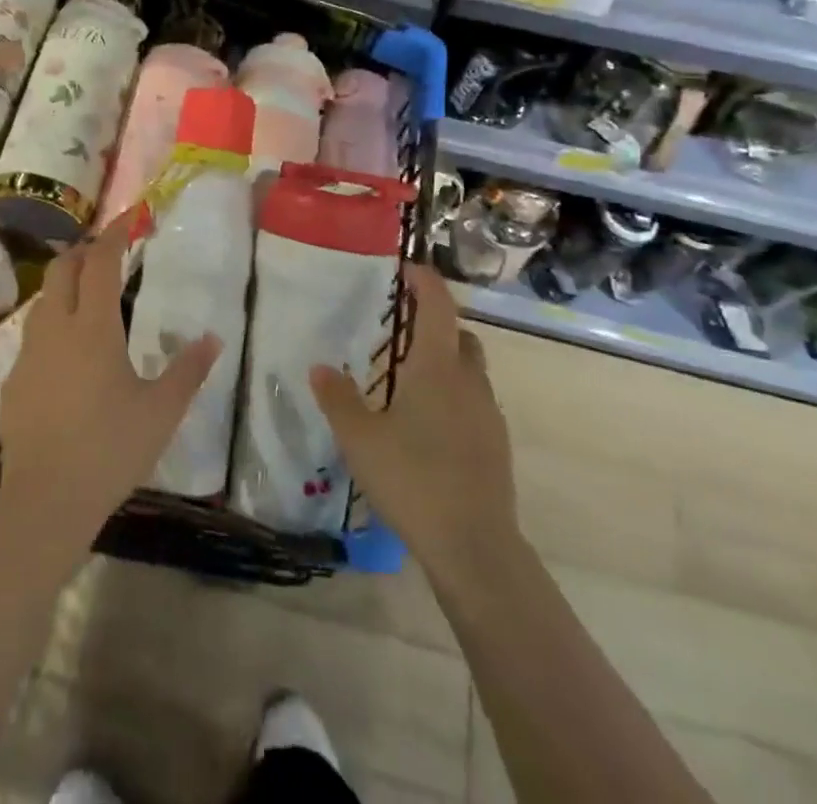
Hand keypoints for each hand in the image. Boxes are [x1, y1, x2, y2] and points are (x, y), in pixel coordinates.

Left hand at [0, 218, 221, 542]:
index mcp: (94, 327)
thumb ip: (188, 370)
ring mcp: (29, 353)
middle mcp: (56, 328)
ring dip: (64, 286)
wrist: (46, 498)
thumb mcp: (161, 410)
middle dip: (83, 252)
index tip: (129, 218)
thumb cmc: (111, 448)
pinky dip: (51, 324)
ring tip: (87, 297)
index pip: (101, 262)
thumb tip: (212, 338)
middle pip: (62, 269)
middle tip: (106, 254)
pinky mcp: (13, 380)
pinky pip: (32, 335)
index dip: (114, 234)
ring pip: (42, 300)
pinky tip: (66, 353)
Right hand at [310, 263, 522, 585]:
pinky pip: (475, 401)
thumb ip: (337, 398)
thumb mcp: (360, 439)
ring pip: (471, 369)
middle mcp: (469, 381)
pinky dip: (454, 394)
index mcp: (438, 368)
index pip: (438, 305)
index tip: (405, 269)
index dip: (425, 281)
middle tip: (401, 328)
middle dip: (435, 322)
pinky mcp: (496, 444)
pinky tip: (428, 423)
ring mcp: (488, 414)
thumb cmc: (413, 480)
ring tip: (410, 377)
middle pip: (460, 334)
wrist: (474, 547)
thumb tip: (320, 367)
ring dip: (447, 359)